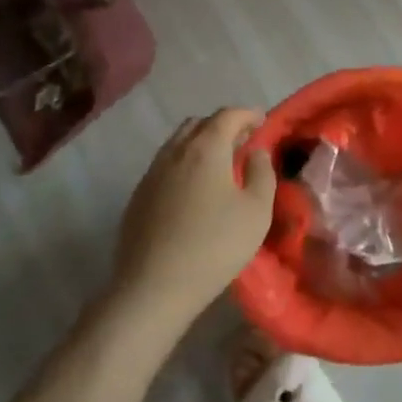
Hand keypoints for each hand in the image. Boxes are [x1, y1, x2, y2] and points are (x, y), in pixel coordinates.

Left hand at [110, 109, 276, 328]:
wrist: (153, 287)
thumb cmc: (214, 246)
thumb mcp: (256, 211)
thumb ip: (262, 173)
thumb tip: (257, 151)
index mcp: (205, 148)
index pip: (228, 115)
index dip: (247, 114)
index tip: (262, 122)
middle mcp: (175, 151)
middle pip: (199, 123)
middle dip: (223, 125)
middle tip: (242, 143)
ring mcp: (152, 172)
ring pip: (178, 143)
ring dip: (200, 144)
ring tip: (219, 165)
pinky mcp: (138, 195)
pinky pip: (165, 165)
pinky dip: (184, 164)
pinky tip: (193, 190)